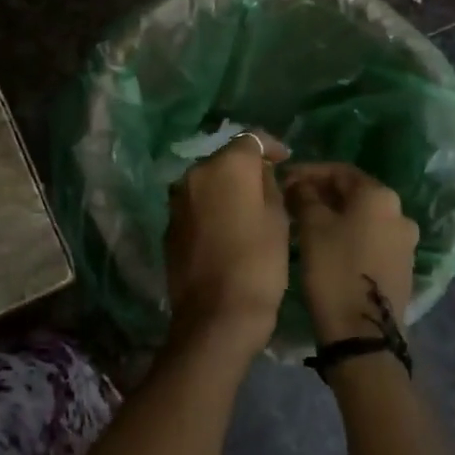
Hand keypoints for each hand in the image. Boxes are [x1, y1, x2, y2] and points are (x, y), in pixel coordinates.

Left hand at [165, 130, 290, 357]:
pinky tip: (227, 228)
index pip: (249, 139)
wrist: (216, 314)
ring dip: (226, 188)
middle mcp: (194, 175)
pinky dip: (211, 208)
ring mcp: (177, 201)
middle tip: (269, 187)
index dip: (270, 146)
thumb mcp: (278, 219)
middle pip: (224, 160)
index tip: (285, 160)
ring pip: (207, 183)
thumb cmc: (258, 263)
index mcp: (225, 166)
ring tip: (248, 209)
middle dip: (246, 169)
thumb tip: (258, 173)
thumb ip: (268, 185)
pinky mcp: (169, 226)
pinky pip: (195, 206)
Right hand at [284, 163, 418, 345]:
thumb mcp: (311, 227)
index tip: (284, 179)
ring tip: (305, 223)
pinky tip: (326, 245)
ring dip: (334, 214)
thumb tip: (301, 185)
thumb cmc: (334, 270)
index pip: (340, 170)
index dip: (309, 171)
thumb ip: (305, 196)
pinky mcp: (402, 266)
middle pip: (354, 193)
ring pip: (363, 217)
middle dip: (321, 192)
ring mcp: (405, 242)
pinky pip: (371, 238)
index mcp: (380, 196)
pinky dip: (348, 234)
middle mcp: (400, 213)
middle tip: (291, 200)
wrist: (363, 334)